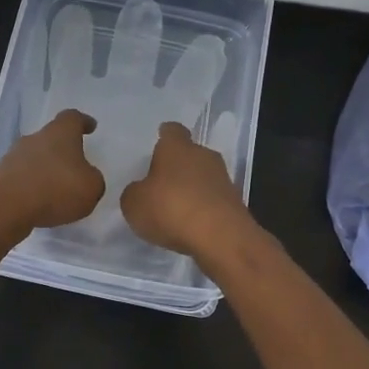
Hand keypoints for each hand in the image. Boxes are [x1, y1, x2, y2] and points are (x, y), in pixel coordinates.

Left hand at [0, 108, 105, 230]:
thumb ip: (93, 180)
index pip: (73, 118)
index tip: (90, 126)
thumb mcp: (91, 187)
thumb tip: (87, 178)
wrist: (3, 207)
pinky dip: (31, 188)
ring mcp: (13, 157)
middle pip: (51, 138)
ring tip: (57, 190)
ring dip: (45, 170)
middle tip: (75, 165)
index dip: (83, 122)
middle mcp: (35, 139)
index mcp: (60, 133)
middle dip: (62, 150)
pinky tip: (39, 204)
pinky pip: (21, 178)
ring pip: (34, 158)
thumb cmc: (55, 189)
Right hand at [119, 121, 249, 258]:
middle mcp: (203, 155)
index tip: (157, 144)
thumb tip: (141, 191)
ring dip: (191, 189)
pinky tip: (190, 225)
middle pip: (189, 154)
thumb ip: (135, 192)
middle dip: (177, 166)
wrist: (221, 237)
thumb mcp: (134, 203)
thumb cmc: (171, 208)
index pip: (171, 131)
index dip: (164, 137)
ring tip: (174, 208)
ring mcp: (223, 179)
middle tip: (160, 183)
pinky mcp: (235, 203)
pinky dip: (202, 209)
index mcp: (177, 147)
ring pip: (203, 177)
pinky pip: (212, 200)